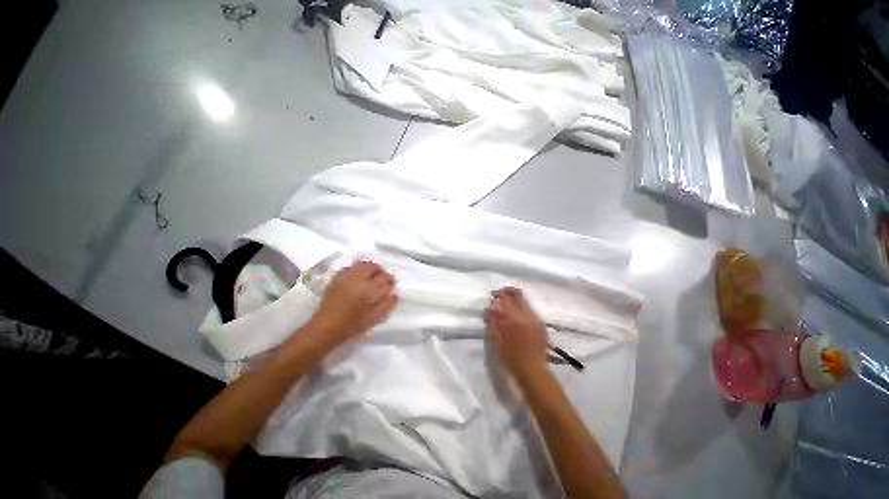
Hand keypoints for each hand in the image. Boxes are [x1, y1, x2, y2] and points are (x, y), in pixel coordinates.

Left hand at [310, 261, 397, 345]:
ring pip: (361, 264)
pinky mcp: (336, 278)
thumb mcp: (374, 317)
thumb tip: (395, 293)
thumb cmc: (352, 325)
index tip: (391, 284)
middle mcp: (357, 279)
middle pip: (373, 266)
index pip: (384, 277)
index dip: (390, 279)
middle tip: (382, 279)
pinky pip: (350, 267)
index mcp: (368, 289)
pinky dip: (357, 269)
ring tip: (371, 277)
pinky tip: (358, 278)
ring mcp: (345, 277)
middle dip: (380, 271)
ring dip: (369, 268)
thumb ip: (387, 304)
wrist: (325, 327)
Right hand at [484, 287, 547, 376]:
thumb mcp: (497, 340)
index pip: (506, 298)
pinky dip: (522, 309)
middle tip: (500, 296)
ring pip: (526, 302)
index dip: (498, 293)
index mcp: (515, 318)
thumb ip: (493, 322)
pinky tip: (517, 318)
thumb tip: (489, 308)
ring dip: (516, 300)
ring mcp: (536, 320)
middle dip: (509, 292)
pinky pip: (531, 311)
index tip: (492, 295)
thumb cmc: (511, 358)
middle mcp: (527, 315)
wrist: (533, 372)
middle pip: (519, 295)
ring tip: (507, 308)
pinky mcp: (541, 325)